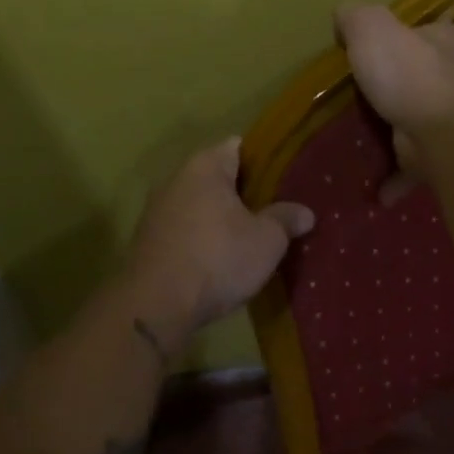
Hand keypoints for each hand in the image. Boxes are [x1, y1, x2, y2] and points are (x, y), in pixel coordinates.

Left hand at [123, 137, 314, 352]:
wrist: (155, 307)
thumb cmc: (218, 259)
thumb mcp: (267, 240)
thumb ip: (286, 219)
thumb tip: (305, 212)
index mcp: (205, 166)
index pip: (239, 146)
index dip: (265, 160)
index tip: (286, 179)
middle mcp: (176, 178)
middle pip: (218, 175)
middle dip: (245, 191)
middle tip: (275, 209)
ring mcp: (157, 209)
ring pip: (200, 203)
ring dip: (222, 216)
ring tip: (252, 235)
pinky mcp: (148, 239)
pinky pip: (185, 227)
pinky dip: (203, 236)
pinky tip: (222, 257)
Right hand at [334, 3, 453, 201]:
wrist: (433, 131)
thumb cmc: (413, 72)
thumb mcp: (375, 29)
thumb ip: (360, 18)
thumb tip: (346, 17)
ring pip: (452, 131)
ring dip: (436, 138)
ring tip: (413, 144)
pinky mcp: (439, 161)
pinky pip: (416, 171)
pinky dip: (400, 181)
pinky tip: (380, 192)